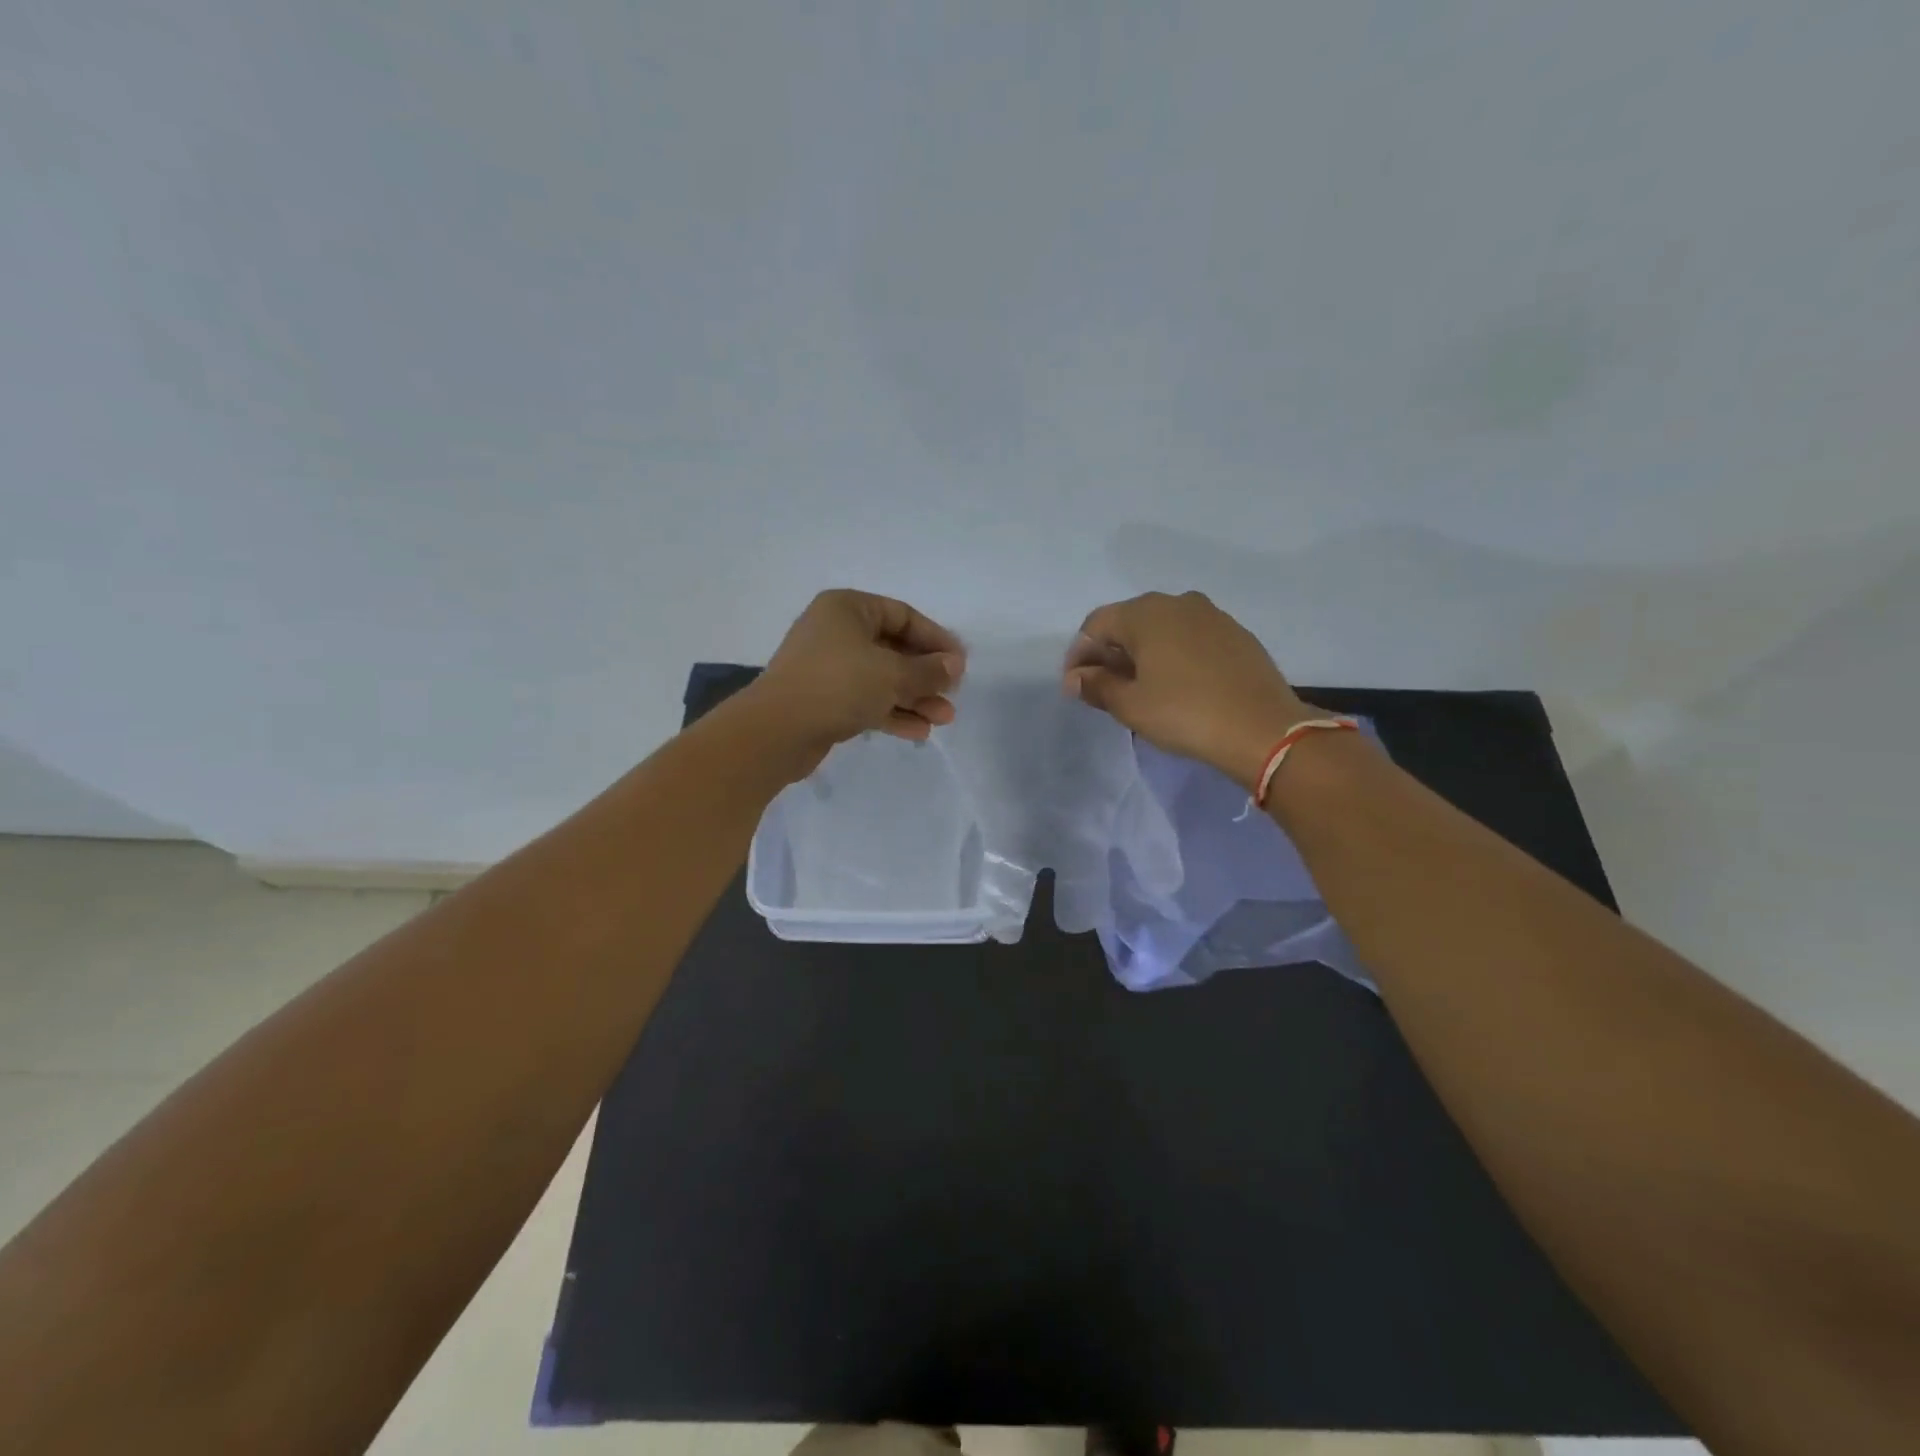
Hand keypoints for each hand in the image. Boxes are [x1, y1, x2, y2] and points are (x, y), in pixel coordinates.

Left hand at [752, 590, 965, 763]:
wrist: (777, 731)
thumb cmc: (838, 685)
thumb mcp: (892, 674)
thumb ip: (928, 670)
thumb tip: (955, 665)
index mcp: (847, 609)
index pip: (903, 616)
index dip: (935, 639)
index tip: (960, 663)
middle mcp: (836, 632)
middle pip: (893, 649)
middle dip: (926, 675)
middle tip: (953, 695)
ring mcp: (828, 667)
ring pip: (881, 678)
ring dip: (914, 698)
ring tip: (944, 719)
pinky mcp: (824, 699)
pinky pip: (866, 699)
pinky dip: (891, 712)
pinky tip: (918, 732)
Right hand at [1064, 591, 1312, 791]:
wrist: (1263, 729)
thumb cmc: (1185, 714)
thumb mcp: (1130, 705)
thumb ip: (1096, 685)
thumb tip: (1075, 678)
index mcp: (1145, 613)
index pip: (1095, 625)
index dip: (1078, 654)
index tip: (1076, 686)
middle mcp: (1177, 602)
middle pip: (1128, 622)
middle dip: (1109, 653)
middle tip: (1103, 688)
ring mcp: (1212, 615)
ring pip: (1162, 628)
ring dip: (1142, 653)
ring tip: (1139, 688)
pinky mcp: (1236, 634)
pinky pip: (1190, 637)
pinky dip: (1173, 655)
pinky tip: (1176, 684)